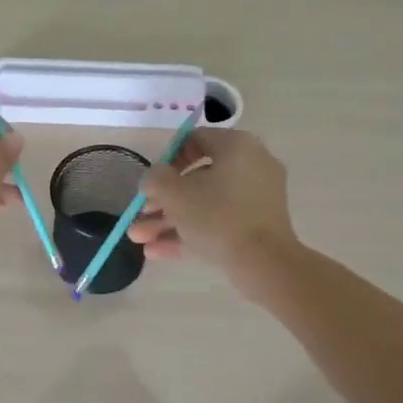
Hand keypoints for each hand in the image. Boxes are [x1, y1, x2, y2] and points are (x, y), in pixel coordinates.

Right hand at [129, 128, 298, 293]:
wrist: (263, 262)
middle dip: (161, 201)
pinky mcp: (256, 227)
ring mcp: (256, 199)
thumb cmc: (217, 215)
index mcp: (237, 146)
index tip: (152, 180)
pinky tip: (156, 252)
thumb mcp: (174, 192)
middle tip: (139, 215)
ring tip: (139, 240)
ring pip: (204, 205)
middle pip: (196, 179)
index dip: (167, 159)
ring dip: (168, 221)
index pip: (196, 139)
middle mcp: (251, 166)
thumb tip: (154, 178)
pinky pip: (218, 223)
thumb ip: (155, 178)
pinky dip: (190, 234)